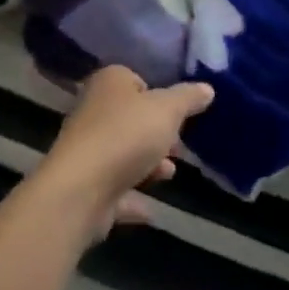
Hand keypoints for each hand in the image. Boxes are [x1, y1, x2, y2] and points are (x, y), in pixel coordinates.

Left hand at [33, 66, 212, 242]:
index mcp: (109, 82)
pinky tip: (152, 210)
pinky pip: (115, 189)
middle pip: (131, 118)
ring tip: (169, 174)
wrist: (81, 190)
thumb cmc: (126, 135)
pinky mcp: (85, 185)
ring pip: (124, 153)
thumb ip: (188, 98)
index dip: (159, 95)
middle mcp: (93, 109)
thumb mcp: (167, 110)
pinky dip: (133, 197)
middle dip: (156, 134)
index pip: (136, 79)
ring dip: (147, 165)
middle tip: (180, 146)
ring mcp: (87, 148)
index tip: (178, 113)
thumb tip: (207, 89)